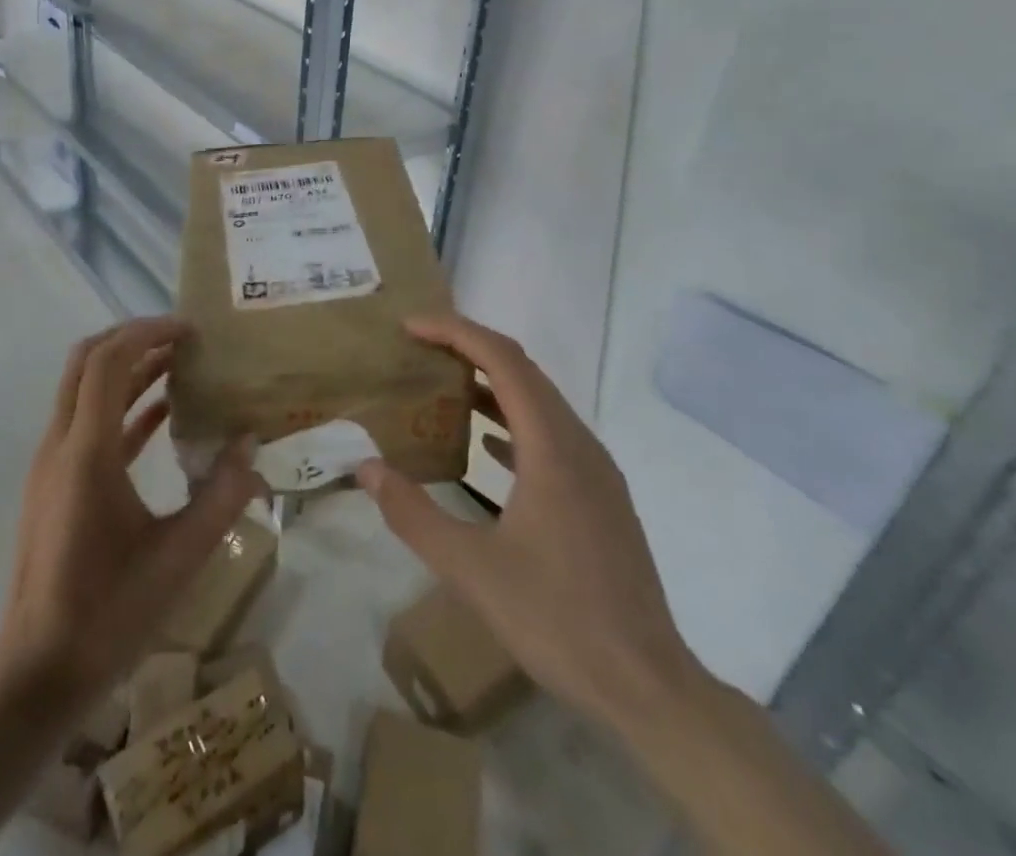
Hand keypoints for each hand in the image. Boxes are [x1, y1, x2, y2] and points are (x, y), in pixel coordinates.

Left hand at [0, 317, 262, 708]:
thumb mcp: (179, 557)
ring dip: (127, 369)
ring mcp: (52, 464)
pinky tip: (162, 415)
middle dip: (133, 339)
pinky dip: (122, 407)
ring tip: (178, 365)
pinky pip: (88, 425)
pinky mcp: (54, 484)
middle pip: (87, 361)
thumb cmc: (108, 613)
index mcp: (86, 452)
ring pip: (84, 389)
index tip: (189, 329)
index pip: (108, 361)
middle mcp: (61, 444)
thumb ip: (220, 496)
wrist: (37, 672)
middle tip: (182, 339)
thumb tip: (251, 445)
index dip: (147, 333)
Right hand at [356, 314, 699, 730]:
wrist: (648, 687)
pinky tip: (485, 442)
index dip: (456, 331)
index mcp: (553, 447)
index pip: (503, 360)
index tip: (410, 327)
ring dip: (491, 383)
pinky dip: (512, 420)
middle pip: (523, 370)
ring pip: (540, 401)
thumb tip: (367, 468)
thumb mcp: (471, 570)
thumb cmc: (558, 620)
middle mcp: (579, 444)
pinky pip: (551, 433)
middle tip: (418, 349)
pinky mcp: (600, 496)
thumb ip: (413, 514)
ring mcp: (596, 470)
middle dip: (469, 348)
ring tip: (442, 385)